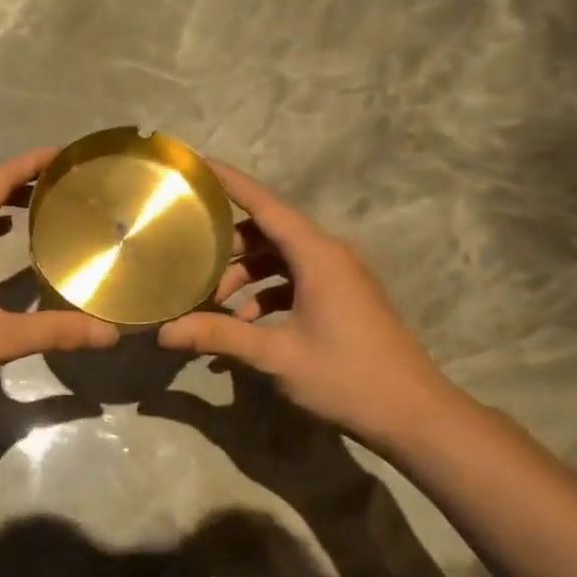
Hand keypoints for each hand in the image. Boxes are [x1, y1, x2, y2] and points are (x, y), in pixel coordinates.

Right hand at [157, 160, 460, 452]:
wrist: (411, 413)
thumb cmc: (345, 375)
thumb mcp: (276, 355)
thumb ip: (219, 336)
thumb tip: (164, 332)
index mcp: (317, 255)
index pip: (265, 204)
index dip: (230, 182)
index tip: (197, 164)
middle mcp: (330, 255)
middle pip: (269, 231)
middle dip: (229, 244)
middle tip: (189, 259)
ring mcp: (340, 276)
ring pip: (282, 258)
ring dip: (247, 274)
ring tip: (213, 303)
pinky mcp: (344, 298)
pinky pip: (297, 280)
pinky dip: (268, 293)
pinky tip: (245, 324)